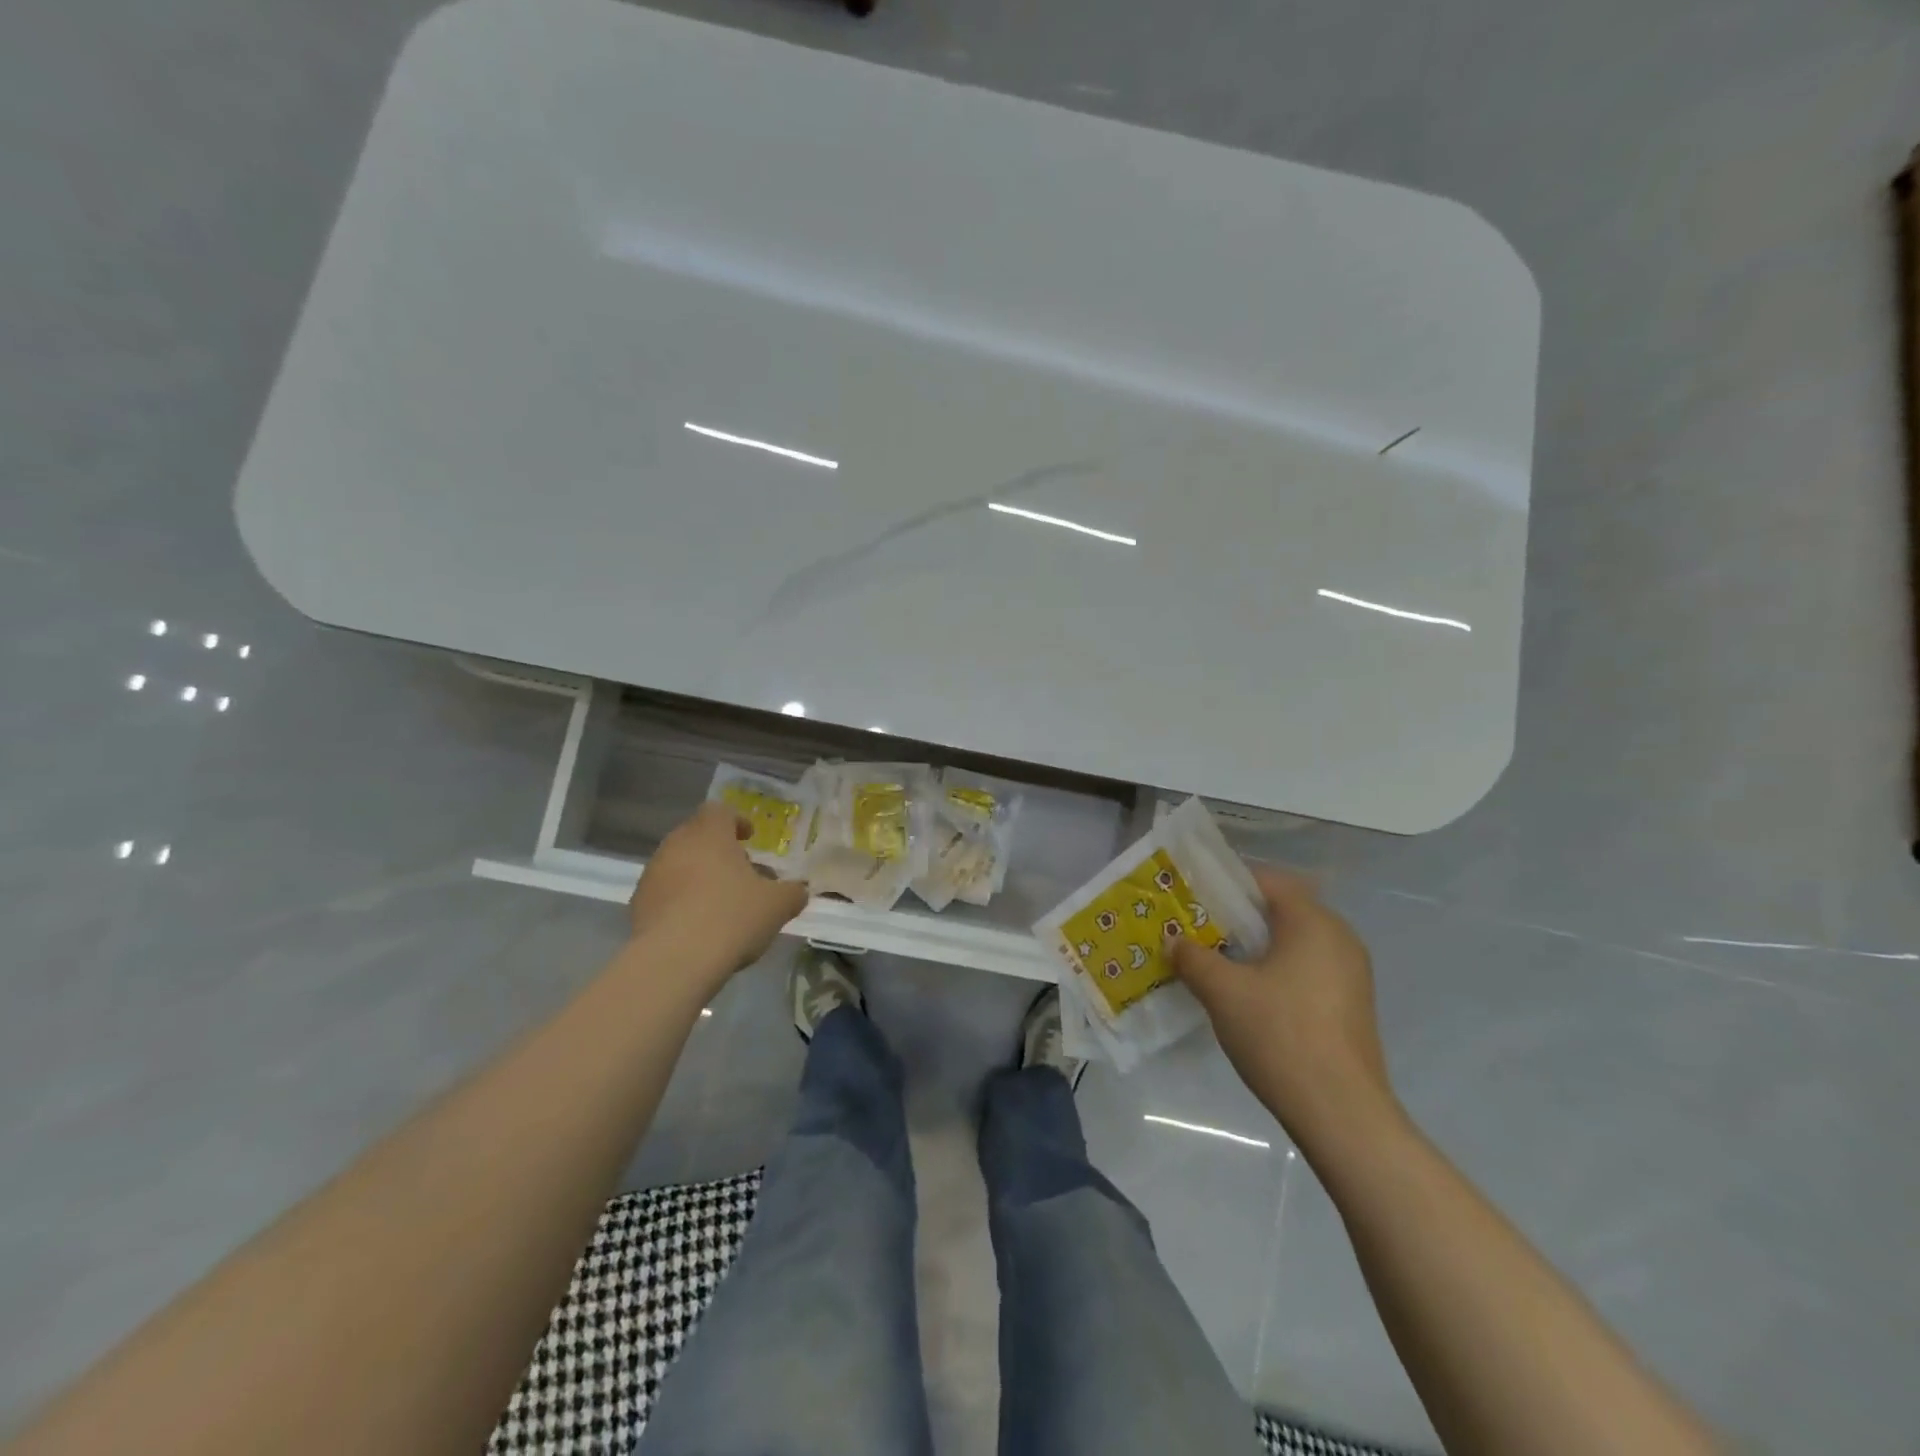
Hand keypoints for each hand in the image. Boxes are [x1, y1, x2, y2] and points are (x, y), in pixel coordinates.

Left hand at [627, 803, 809, 982]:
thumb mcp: (777, 906)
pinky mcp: (637, 904)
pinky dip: (679, 899)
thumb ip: (792, 893)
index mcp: (710, 834)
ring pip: (678, 863)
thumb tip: (799, 890)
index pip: (719, 811)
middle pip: (696, 835)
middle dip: (717, 849)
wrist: (675, 960)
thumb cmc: (732, 917)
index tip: (750, 838)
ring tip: (718, 902)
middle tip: (739, 871)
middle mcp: (676, 845)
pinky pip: (664, 891)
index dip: (736, 821)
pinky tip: (696, 924)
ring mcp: (652, 874)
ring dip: (697, 874)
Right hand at [1169, 867, 1401, 1158]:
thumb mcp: (1223, 992)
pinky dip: (1274, 969)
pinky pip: (1305, 968)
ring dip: (1253, 946)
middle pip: (1280, 909)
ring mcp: (1349, 973)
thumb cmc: (1281, 1035)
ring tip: (1213, 959)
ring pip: (1292, 942)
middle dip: (1236, 916)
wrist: (1341, 1114)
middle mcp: (1338, 938)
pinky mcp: (1349, 1004)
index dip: (1227, 882)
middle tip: (1195, 926)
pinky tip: (1245, 993)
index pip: (1267, 880)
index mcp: (1313, 922)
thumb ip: (1194, 958)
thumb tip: (1174, 941)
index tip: (1192, 894)